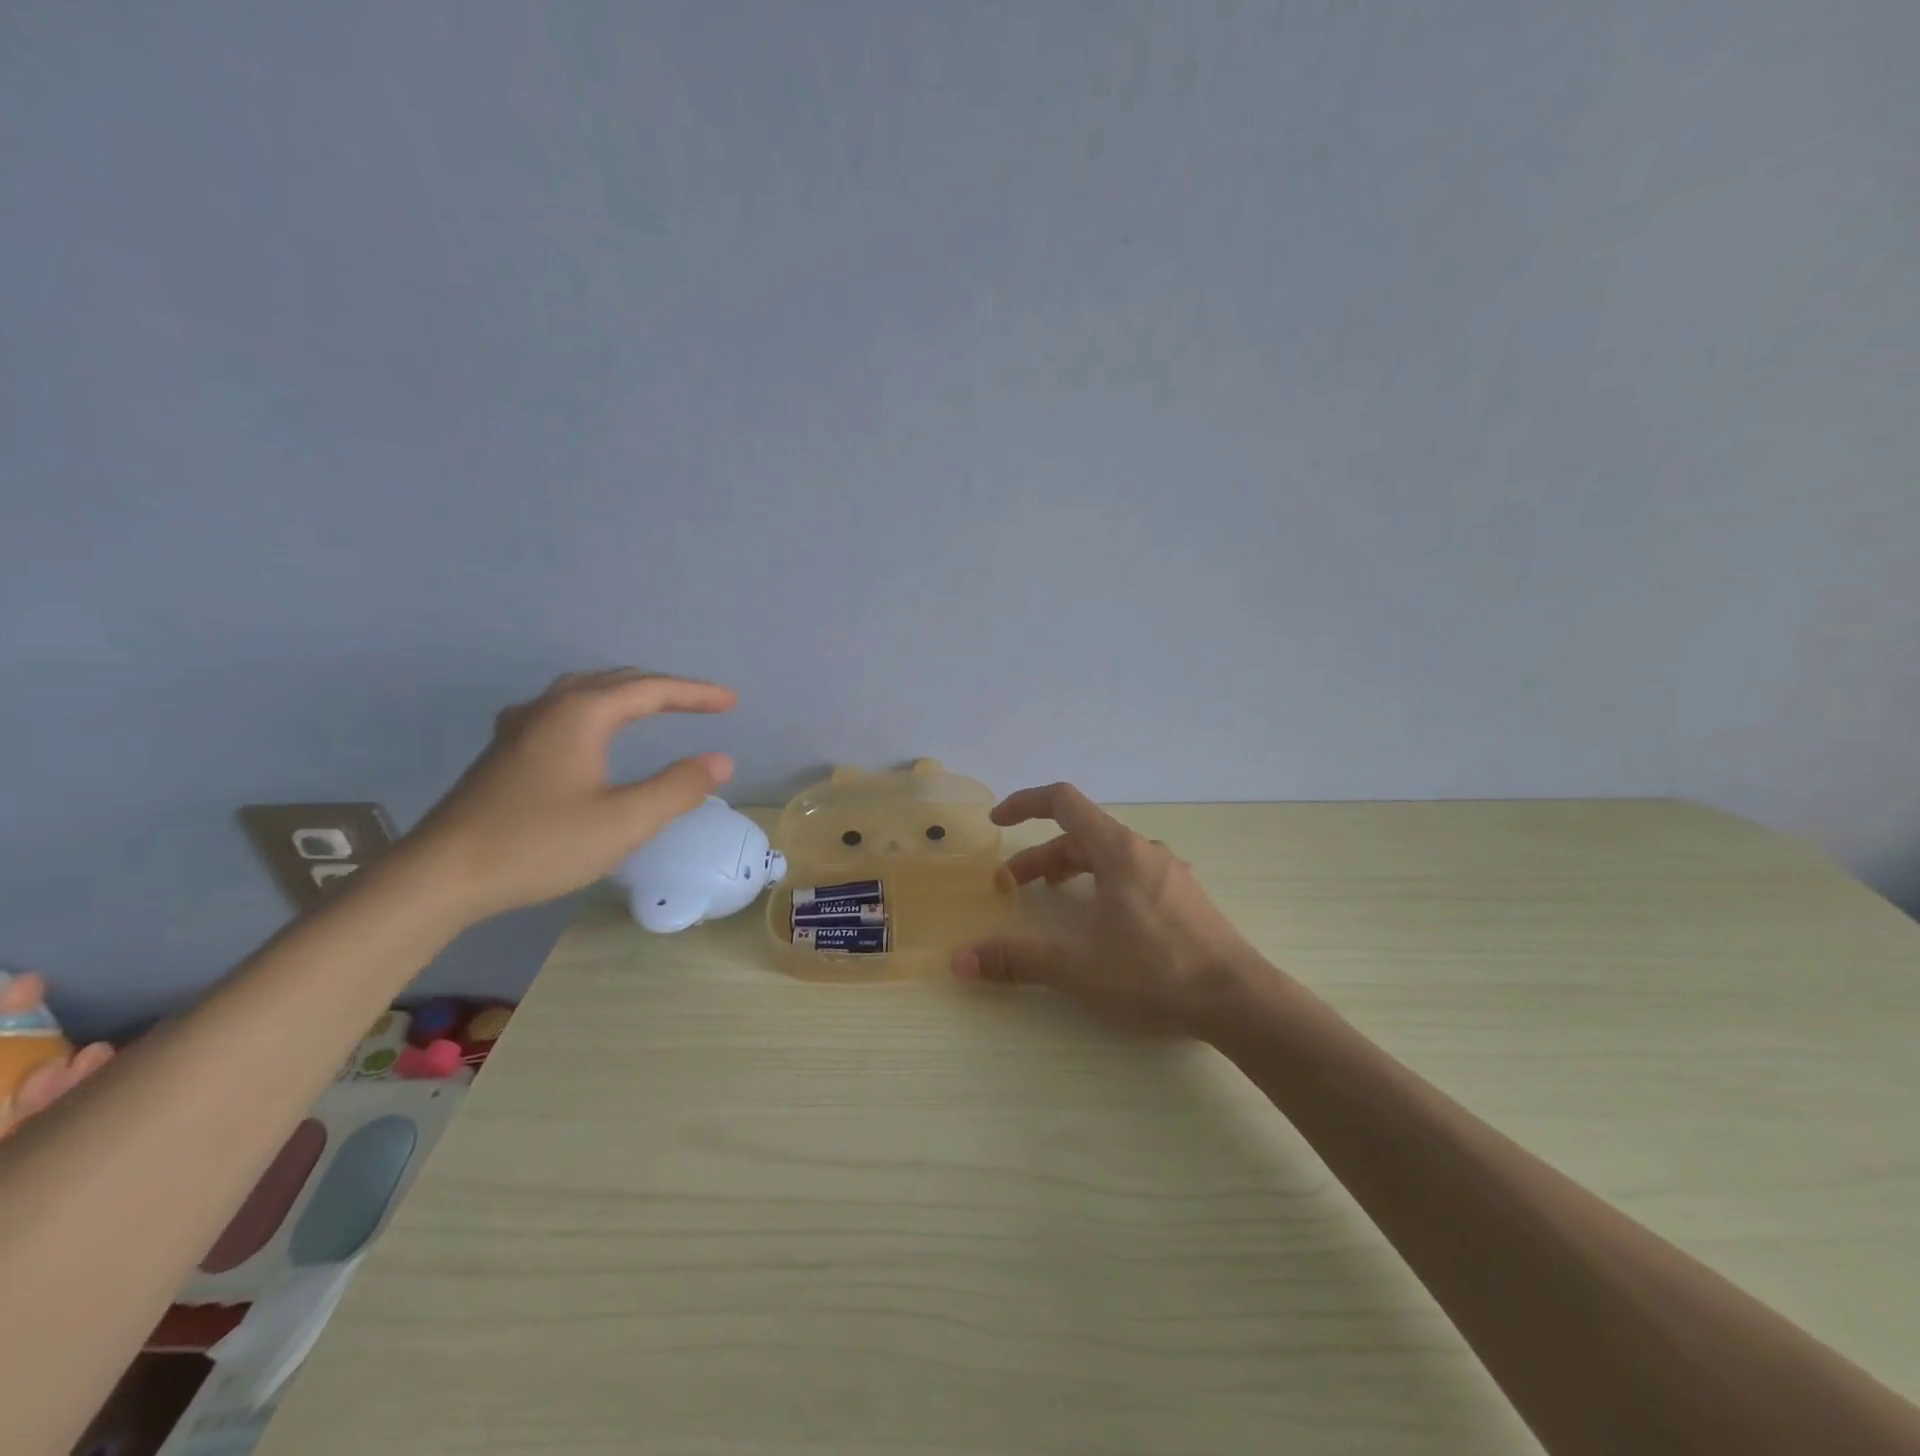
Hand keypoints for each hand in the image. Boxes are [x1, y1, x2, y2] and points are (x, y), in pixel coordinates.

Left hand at [404, 670, 736, 922]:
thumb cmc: (539, 845)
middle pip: (617, 682)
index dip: (696, 693)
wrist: (440, 876)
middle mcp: (549, 708)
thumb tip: (721, 761)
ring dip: (627, 693)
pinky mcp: (504, 751)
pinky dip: (594, 708)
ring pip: (584, 691)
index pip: (651, 690)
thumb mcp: (624, 821)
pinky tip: (586, 728)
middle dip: (665, 689)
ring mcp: (520, 727)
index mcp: (581, 715)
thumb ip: (677, 788)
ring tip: (654, 705)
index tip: (731, 702)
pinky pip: (561, 709)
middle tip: (703, 704)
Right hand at [951, 783, 1277, 1036]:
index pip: (1063, 801)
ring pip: (1107, 857)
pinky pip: (1131, 875)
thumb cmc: (1154, 971)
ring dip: (1070, 870)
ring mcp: (1169, 873)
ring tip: (1051, 896)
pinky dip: (1100, 884)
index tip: (997, 821)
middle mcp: (1144, 850)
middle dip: (1040, 856)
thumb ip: (1017, 959)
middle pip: (1081, 835)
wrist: (1240, 1001)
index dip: (1024, 804)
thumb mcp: (1077, 966)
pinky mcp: (1184, 897)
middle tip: (1012, 886)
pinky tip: (1100, 920)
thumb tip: (961, 960)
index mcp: (1117, 850)